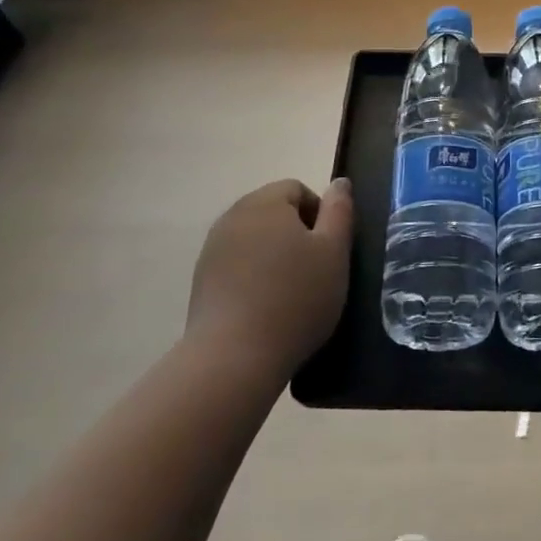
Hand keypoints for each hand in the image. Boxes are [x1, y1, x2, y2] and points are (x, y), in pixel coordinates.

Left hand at [187, 178, 353, 380]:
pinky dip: (253, 276)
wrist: (233, 358)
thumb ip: (340, 211)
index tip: (330, 249)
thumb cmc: (295, 298)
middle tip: (315, 270)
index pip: (297, 189)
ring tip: (290, 291)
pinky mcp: (201, 281)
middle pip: (273, 211)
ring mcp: (212, 249)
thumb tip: (340, 182)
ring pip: (254, 239)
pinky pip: (236, 264)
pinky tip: (265, 307)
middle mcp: (233, 216)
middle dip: (296, 233)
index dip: (320, 213)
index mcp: (266, 202)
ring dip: (274, 255)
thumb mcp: (334, 252)